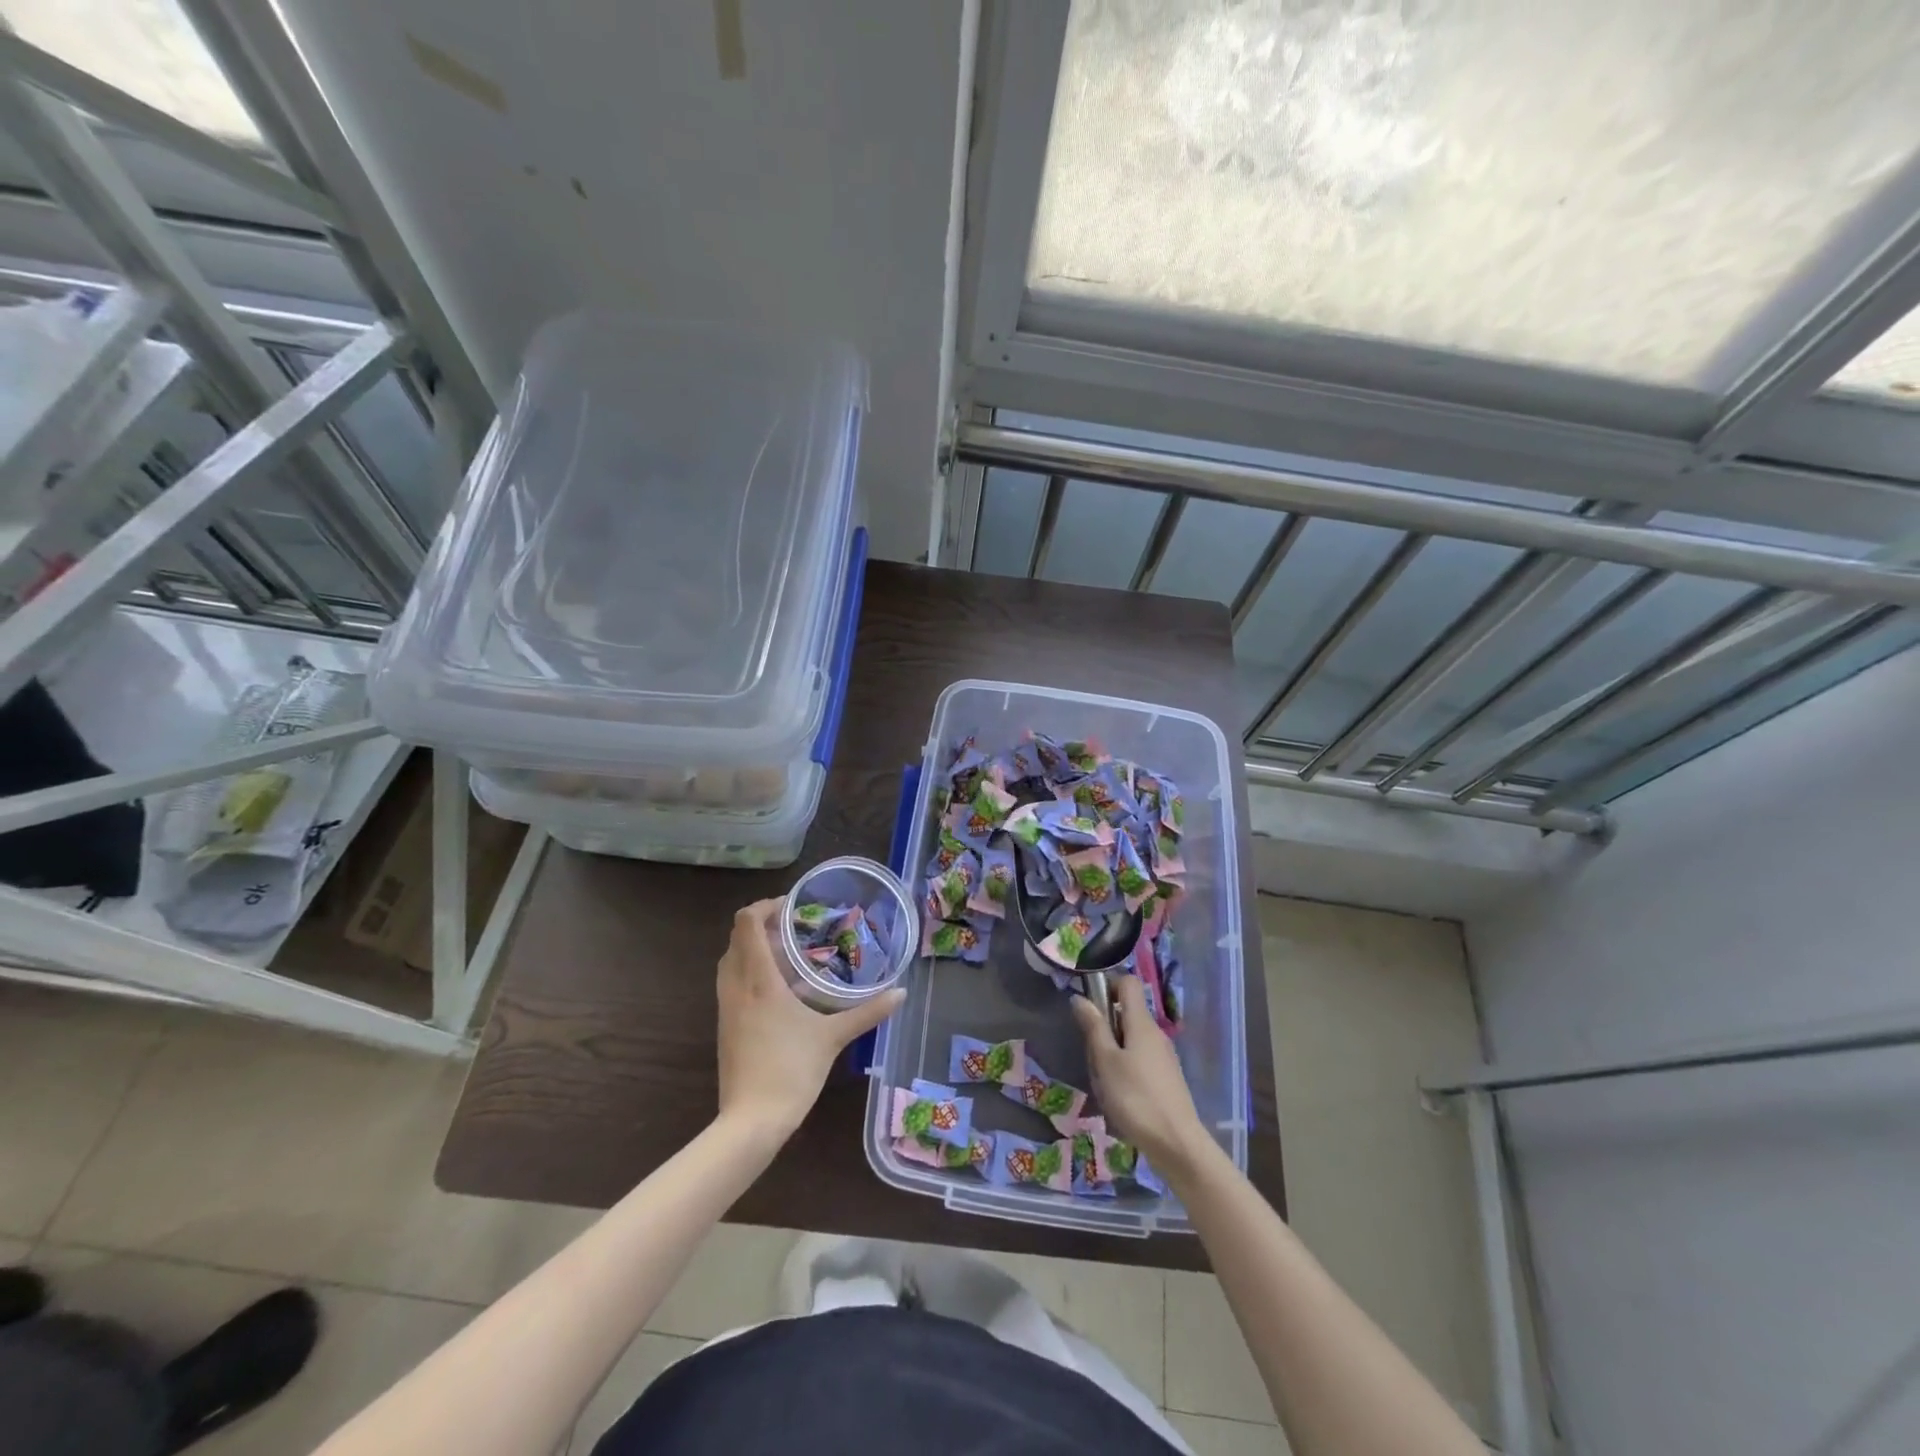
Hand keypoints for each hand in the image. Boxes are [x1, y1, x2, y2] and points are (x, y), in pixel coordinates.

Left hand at [716, 899, 903, 1143]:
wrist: (751, 1121)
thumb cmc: (791, 1070)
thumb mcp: (833, 1037)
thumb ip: (867, 1012)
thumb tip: (900, 993)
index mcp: (758, 979)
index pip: (746, 922)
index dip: (765, 906)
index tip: (792, 907)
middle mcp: (736, 986)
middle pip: (736, 938)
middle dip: (762, 926)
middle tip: (795, 929)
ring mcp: (726, 1007)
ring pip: (731, 961)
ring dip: (754, 949)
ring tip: (789, 955)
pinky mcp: (725, 1025)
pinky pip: (732, 982)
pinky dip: (750, 972)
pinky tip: (780, 990)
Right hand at [1071, 976, 1211, 1176]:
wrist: (1177, 1144)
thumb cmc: (1135, 1098)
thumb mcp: (1105, 1061)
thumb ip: (1093, 1027)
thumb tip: (1080, 997)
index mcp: (1142, 1023)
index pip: (1128, 983)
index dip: (1108, 986)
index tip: (1091, 1008)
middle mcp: (1156, 1033)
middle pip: (1127, 1013)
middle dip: (1105, 1027)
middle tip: (1093, 1056)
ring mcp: (1164, 1056)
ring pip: (1132, 1040)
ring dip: (1113, 1052)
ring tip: (1104, 1082)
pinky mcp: (1166, 1078)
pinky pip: (1140, 1060)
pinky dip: (1125, 1069)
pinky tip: (1119, 1097)